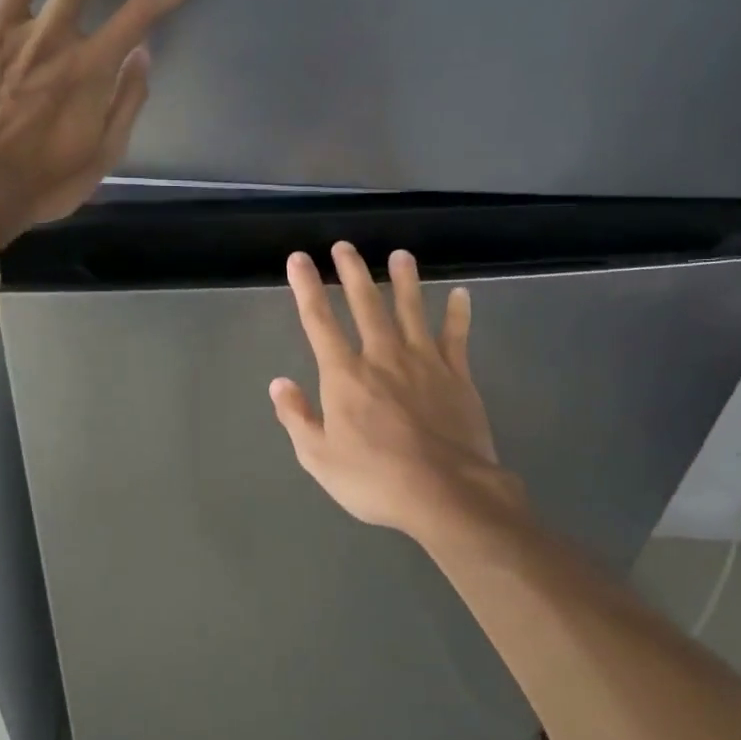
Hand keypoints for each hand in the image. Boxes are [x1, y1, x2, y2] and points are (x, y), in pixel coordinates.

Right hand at [270, 242, 527, 546]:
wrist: (446, 493)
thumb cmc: (375, 479)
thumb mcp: (319, 457)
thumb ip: (297, 417)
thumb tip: (279, 383)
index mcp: (345, 375)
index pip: (319, 321)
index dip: (307, 288)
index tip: (299, 259)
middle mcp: (383, 357)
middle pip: (366, 304)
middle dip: (352, 272)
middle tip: (345, 245)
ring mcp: (424, 362)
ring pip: (412, 310)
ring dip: (405, 280)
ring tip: (401, 255)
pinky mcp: (458, 376)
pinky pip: (457, 337)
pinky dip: (459, 314)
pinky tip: (461, 294)